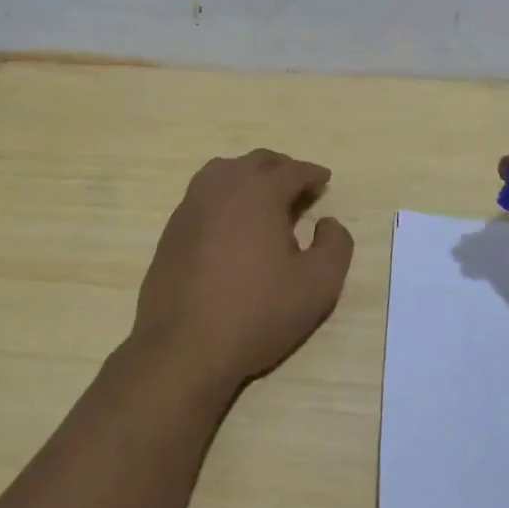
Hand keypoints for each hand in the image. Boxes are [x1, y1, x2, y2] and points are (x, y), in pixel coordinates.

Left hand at [130, 149, 354, 395]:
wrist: (183, 345)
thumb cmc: (256, 312)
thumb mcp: (317, 286)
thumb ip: (336, 246)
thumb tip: (328, 223)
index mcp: (259, 191)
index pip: (293, 170)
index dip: (313, 174)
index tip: (324, 181)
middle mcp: (222, 186)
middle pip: (257, 162)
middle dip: (282, 169)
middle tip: (299, 188)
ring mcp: (192, 204)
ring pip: (225, 171)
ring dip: (249, 177)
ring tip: (265, 200)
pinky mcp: (172, 227)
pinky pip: (204, 195)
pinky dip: (225, 196)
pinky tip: (232, 224)